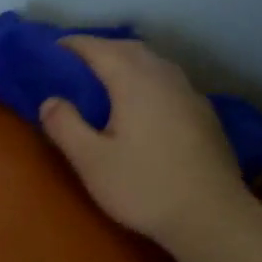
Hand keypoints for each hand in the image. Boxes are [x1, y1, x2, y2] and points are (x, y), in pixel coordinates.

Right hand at [39, 37, 251, 246]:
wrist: (212, 217)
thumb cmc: (144, 187)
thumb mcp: (91, 160)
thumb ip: (65, 125)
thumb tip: (50, 101)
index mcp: (134, 82)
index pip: (99, 48)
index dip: (74, 45)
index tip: (52, 50)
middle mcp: (165, 78)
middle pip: (130, 48)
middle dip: (101, 49)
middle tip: (75, 64)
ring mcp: (190, 95)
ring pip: (154, 63)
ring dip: (127, 62)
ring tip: (105, 80)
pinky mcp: (204, 115)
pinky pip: (169, 82)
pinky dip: (147, 79)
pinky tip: (141, 104)